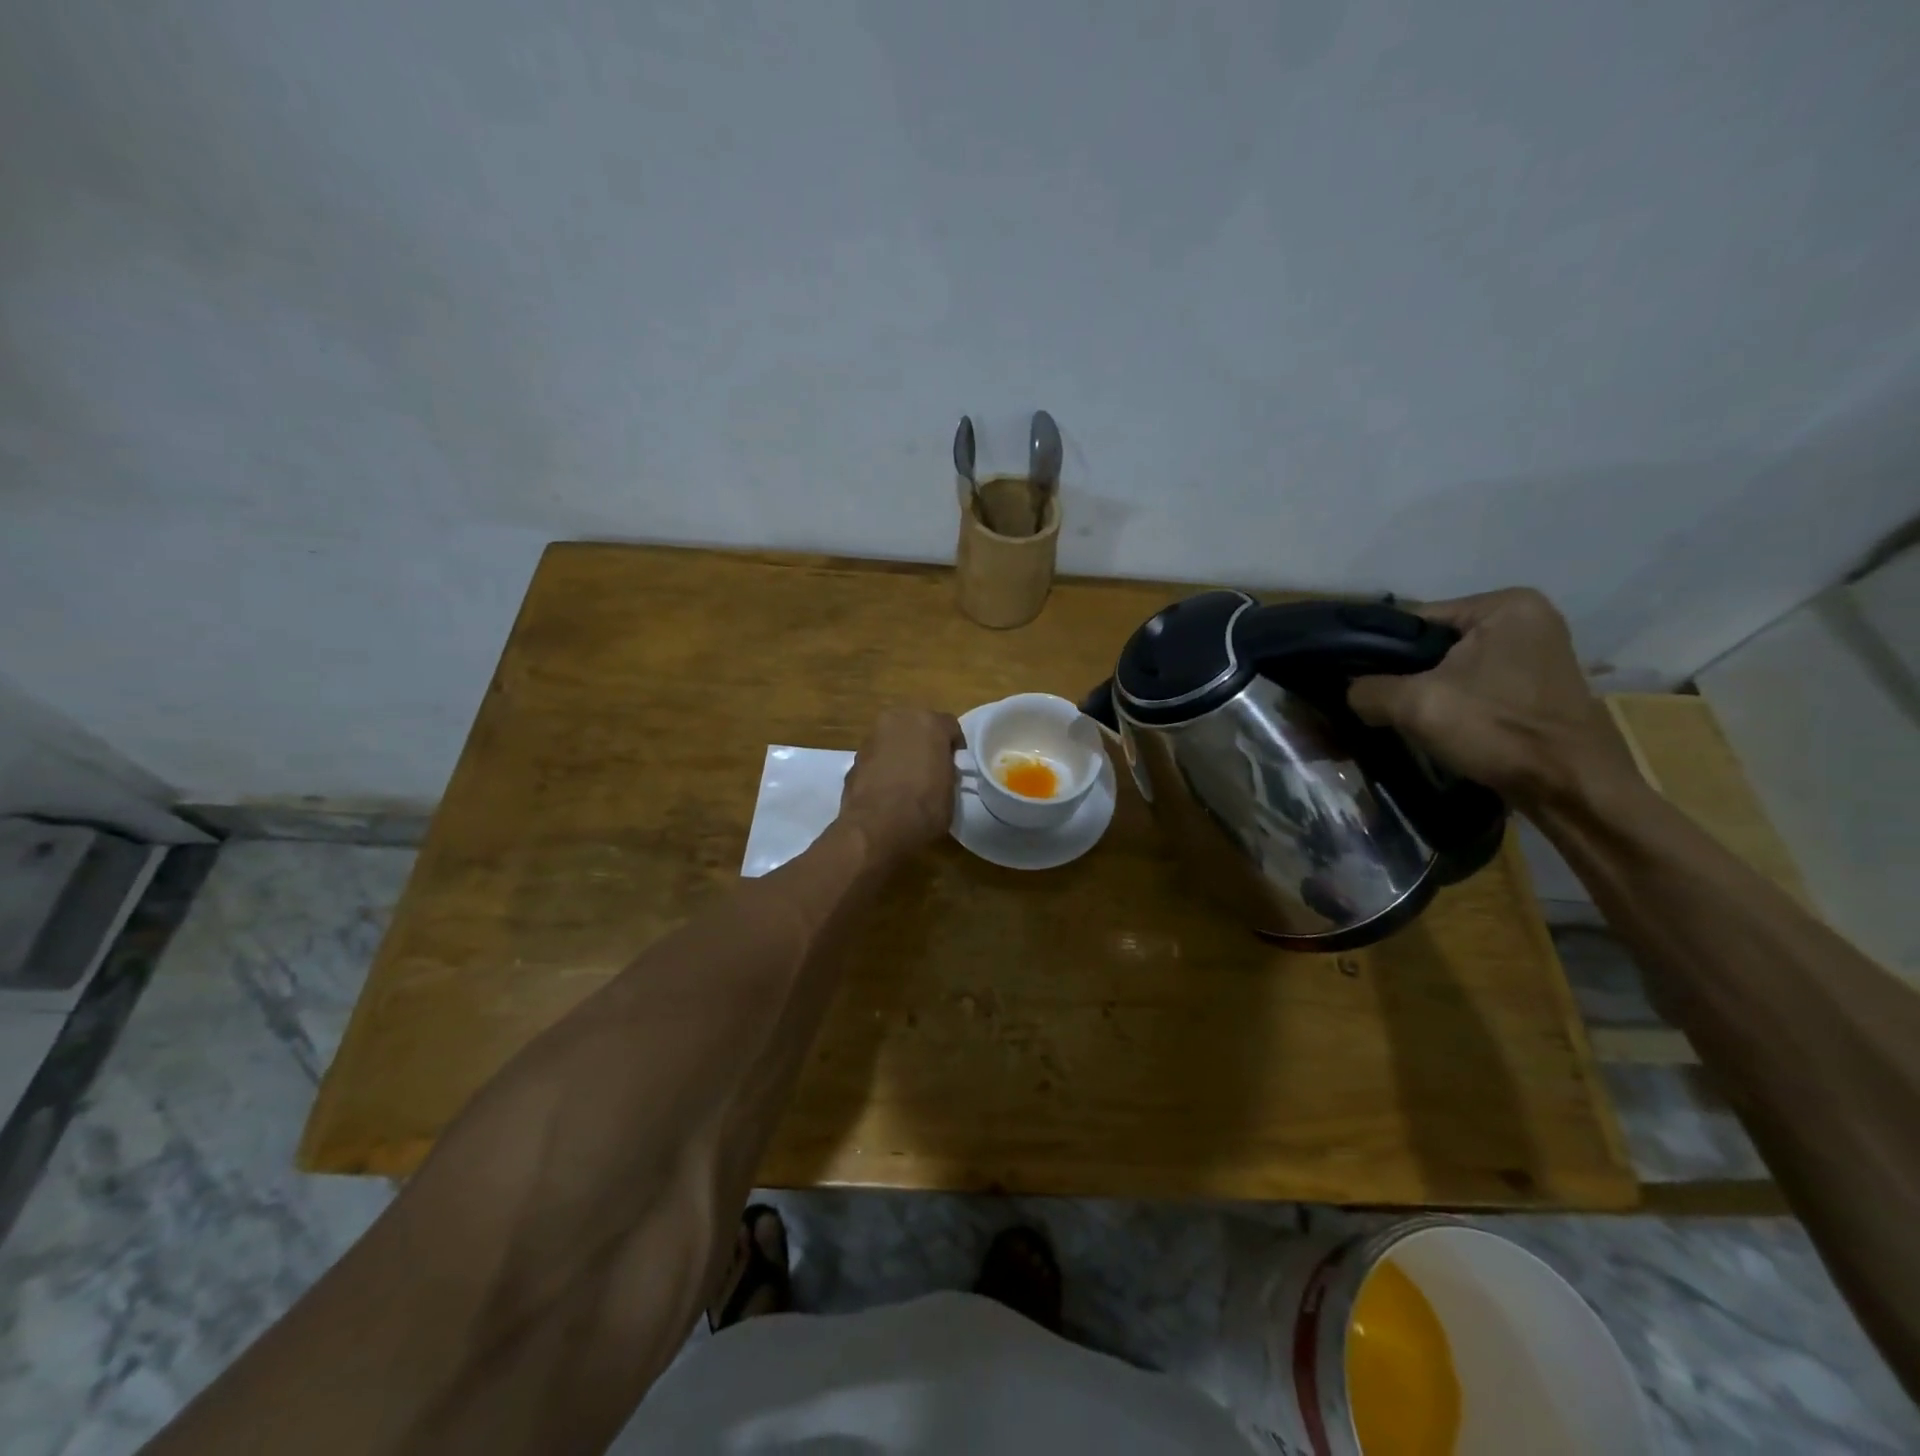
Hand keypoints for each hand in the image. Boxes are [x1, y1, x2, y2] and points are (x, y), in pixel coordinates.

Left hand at [839, 707, 964, 861]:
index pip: (950, 726)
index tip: (956, 766)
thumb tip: (941, 771)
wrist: (876, 827)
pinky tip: (887, 789)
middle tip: (931, 768)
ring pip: (894, 739)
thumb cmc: (924, 808)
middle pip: (918, 726)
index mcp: (929, 723)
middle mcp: (899, 720)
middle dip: (925, 743)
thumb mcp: (951, 791)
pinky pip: (877, 756)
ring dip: (901, 752)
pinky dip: (883, 766)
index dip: (954, 747)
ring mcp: (873, 737)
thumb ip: (947, 771)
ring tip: (907, 780)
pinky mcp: (854, 757)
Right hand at [1346, 589, 1640, 811]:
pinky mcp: (1537, 684)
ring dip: (1425, 690)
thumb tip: (1349, 692)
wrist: (1570, 787)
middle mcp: (1525, 617)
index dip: (1378, 653)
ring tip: (1400, 717)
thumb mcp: (1415, 705)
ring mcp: (1536, 651)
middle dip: (1404, 674)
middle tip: (1376, 705)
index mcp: (1503, 605)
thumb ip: (1367, 689)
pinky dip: (1452, 701)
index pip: (1414, 621)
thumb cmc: (1498, 731)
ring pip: (1452, 666)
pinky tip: (1435, 724)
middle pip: (1433, 644)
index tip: (1355, 683)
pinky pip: (1475, 683)